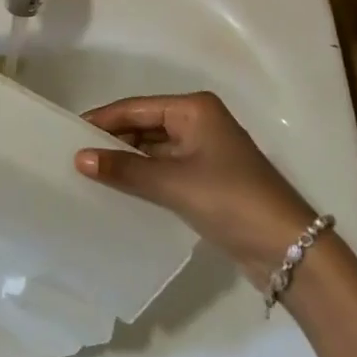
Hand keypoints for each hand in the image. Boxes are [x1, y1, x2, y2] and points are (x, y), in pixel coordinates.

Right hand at [76, 92, 316, 283]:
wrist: (287, 248)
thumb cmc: (230, 199)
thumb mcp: (174, 183)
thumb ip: (126, 171)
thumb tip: (80, 159)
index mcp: (194, 108)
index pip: (137, 108)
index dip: (103, 119)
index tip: (69, 131)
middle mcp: (199, 122)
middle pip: (145, 125)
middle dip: (113, 140)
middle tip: (74, 154)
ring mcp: (205, 151)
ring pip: (154, 149)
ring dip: (127, 161)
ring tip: (88, 172)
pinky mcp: (207, 180)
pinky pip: (165, 170)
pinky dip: (143, 178)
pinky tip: (119, 190)